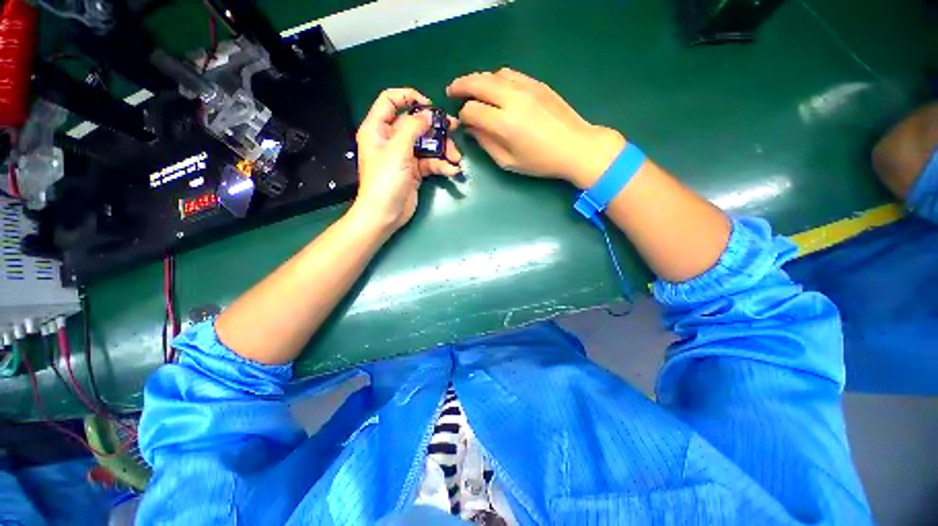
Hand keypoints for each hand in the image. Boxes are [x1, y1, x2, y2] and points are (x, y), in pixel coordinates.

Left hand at [352, 88, 461, 231]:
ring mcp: (404, 156)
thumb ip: (413, 127)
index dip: (408, 96)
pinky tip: (451, 170)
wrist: (385, 213)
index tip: (429, 105)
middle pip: (414, 124)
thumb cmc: (386, 179)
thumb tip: (429, 114)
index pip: (390, 101)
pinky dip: (441, 165)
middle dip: (435, 127)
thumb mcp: (398, 149)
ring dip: (443, 149)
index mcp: (378, 128)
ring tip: (456, 157)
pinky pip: (430, 162)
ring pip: (426, 144)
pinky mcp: (414, 171)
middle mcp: (391, 139)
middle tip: (454, 127)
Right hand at [447, 68, 623, 188]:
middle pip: (477, 83)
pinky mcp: (537, 83)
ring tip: (471, 89)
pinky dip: (496, 78)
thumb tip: (472, 130)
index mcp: (504, 123)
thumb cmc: (541, 161)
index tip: (464, 123)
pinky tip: (494, 88)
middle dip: (460, 86)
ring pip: (493, 74)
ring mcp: (526, 87)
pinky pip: (510, 74)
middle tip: (451, 91)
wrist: (575, 146)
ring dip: (478, 80)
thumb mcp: (509, 161)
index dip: (463, 116)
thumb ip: (486, 144)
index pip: (472, 111)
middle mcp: (512, 99)